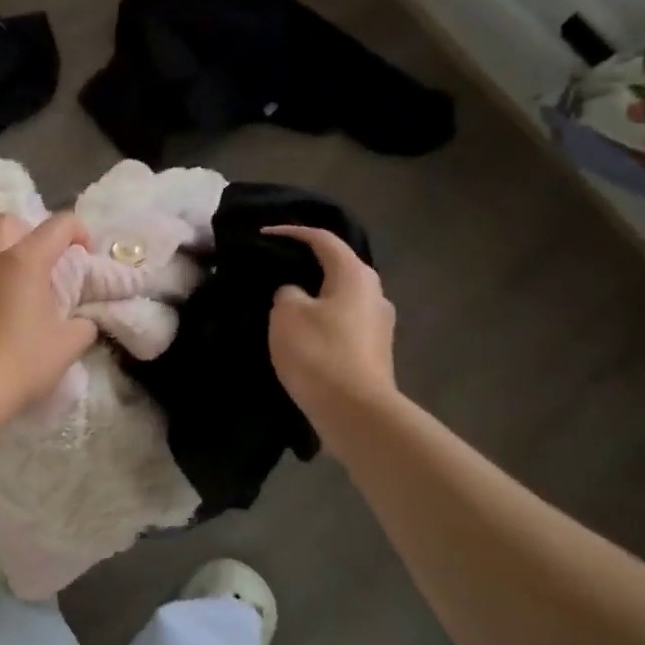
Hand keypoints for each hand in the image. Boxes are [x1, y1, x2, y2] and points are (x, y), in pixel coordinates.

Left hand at [0, 212, 97, 424]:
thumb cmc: (24, 362)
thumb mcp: (69, 345)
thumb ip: (82, 325)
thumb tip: (82, 322)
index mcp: (24, 261)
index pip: (57, 226)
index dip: (78, 232)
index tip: (85, 254)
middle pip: (8, 223)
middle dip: (29, 232)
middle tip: (43, 262)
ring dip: (1, 258)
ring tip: (15, 289)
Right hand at [265, 225, 397, 418]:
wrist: (356, 413)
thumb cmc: (319, 353)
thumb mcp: (286, 314)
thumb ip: (287, 293)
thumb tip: (297, 294)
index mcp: (355, 275)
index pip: (323, 239)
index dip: (292, 232)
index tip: (264, 234)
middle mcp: (375, 293)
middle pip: (338, 266)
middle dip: (308, 262)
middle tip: (277, 265)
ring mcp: (380, 324)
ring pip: (342, 296)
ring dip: (316, 294)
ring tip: (286, 301)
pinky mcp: (375, 351)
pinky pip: (345, 322)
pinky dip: (324, 318)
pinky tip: (305, 332)